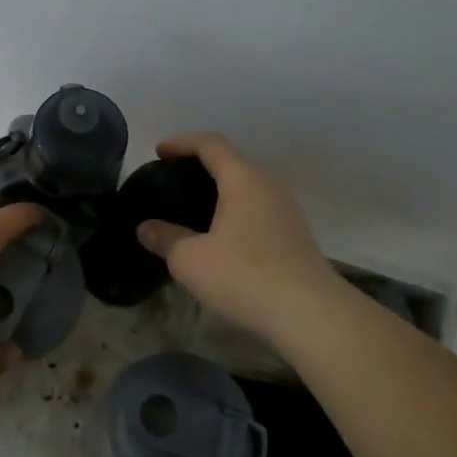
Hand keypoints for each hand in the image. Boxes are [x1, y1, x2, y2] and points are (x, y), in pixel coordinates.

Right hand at [135, 131, 337, 343]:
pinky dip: (234, 210)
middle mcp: (268, 186)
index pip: (210, 144)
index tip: (158, 152)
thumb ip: (165, 238)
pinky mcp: (294, 235)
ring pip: (247, 186)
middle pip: (231, 161)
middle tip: (172, 179)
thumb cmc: (244, 275)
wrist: (310, 314)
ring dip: (219, 190)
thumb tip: (146, 228)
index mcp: (243, 179)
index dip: (181, 142)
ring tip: (192, 207)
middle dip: (200, 164)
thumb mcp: (190, 260)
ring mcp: (286, 210)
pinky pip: (257, 209)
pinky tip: (220, 235)